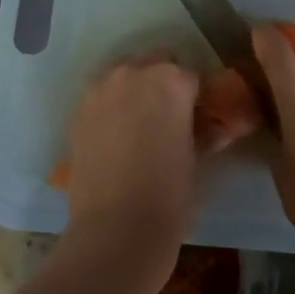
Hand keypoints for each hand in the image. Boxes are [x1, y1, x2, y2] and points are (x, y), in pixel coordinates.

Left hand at [59, 52, 201, 285]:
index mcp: (171, 81)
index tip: (202, 116)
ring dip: (136, 89)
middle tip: (172, 117)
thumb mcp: (198, 162)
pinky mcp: (77, 112)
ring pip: (124, 75)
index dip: (200, 96)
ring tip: (142, 124)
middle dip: (166, 83)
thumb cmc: (169, 195)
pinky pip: (101, 96)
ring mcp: (99, 90)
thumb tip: (218, 128)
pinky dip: (111, 106)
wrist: (114, 229)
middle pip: (156, 64)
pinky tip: (118, 136)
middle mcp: (132, 74)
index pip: (194, 76)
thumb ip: (207, 135)